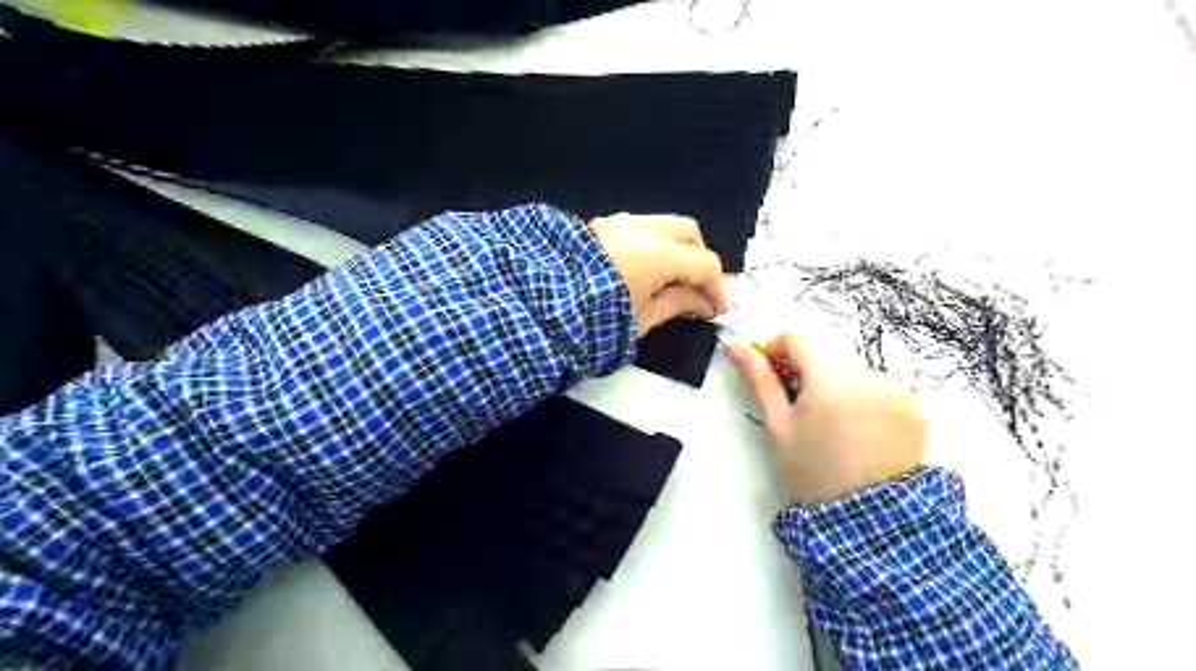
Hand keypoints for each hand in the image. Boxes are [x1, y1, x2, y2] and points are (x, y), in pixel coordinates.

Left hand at [591, 213, 727, 335]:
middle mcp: (641, 229)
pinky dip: (653, 243)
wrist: (538, 307)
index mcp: (656, 255)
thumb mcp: (641, 320)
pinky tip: (644, 269)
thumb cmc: (593, 322)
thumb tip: (702, 303)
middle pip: (689, 231)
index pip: (704, 263)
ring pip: (663, 224)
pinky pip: (639, 227)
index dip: (717, 288)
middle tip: (696, 289)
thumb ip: (677, 304)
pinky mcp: (599, 225)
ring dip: (676, 248)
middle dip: (699, 259)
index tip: (716, 310)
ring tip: (670, 280)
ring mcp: (617, 223)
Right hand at [723, 329, 927, 503]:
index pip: (801, 335)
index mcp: (833, 380)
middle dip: (806, 366)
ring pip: (852, 368)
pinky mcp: (914, 407)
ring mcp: (897, 391)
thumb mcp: (779, 426)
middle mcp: (871, 376)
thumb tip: (736, 345)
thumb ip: (759, 380)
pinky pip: (877, 386)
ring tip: (827, 421)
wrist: (868, 522)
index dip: (778, 346)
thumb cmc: (812, 474)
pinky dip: (860, 396)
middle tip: (793, 400)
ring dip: (833, 381)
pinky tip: (855, 429)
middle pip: (828, 350)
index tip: (769, 370)